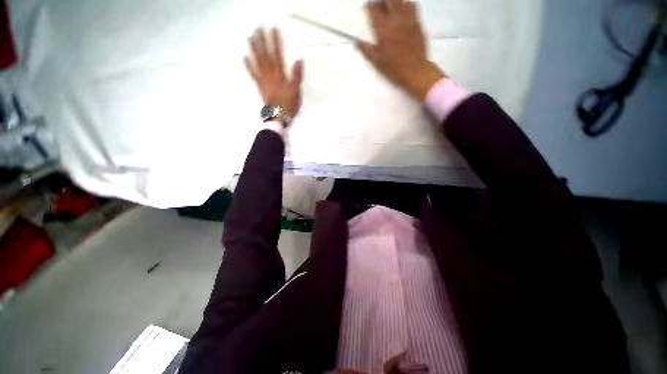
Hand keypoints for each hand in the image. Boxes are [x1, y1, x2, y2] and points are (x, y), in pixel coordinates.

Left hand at [245, 27, 303, 119]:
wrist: (278, 116)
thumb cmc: (288, 104)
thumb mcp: (295, 90)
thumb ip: (296, 75)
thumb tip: (298, 60)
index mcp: (279, 74)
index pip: (277, 54)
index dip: (275, 41)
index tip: (273, 29)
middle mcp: (269, 73)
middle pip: (265, 54)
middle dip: (262, 40)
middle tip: (258, 27)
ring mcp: (263, 79)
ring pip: (257, 61)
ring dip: (253, 48)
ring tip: (250, 37)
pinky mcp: (259, 85)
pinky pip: (253, 74)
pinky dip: (248, 65)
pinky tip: (245, 57)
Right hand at [357, 0, 444, 100]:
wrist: (414, 71)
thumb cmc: (393, 68)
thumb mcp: (377, 61)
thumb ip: (366, 50)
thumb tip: (356, 42)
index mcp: (383, 30)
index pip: (374, 10)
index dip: (369, 6)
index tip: (367, 6)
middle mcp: (395, 20)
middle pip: (388, 0)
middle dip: (382, 0)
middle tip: (379, 5)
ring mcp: (408, 19)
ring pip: (401, 0)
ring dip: (394, 1)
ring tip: (391, 6)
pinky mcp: (417, 22)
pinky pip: (412, 5)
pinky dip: (406, 3)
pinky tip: (404, 9)